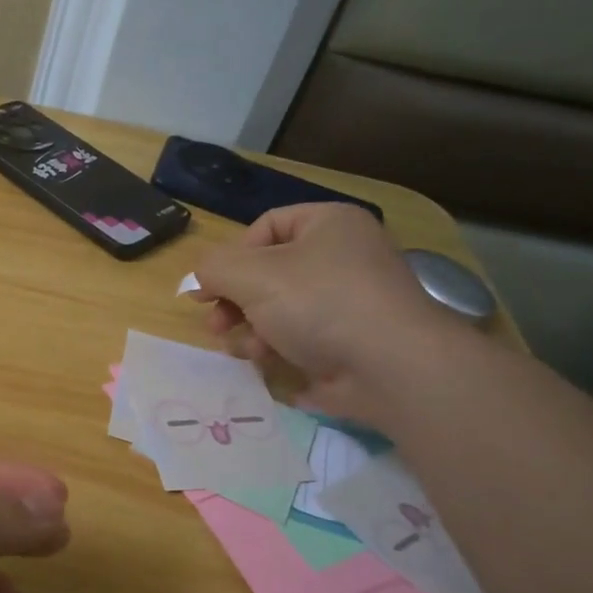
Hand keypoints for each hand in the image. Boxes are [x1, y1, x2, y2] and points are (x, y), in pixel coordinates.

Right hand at [192, 203, 467, 421]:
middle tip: (215, 324)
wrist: (392, 368)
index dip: (230, 256)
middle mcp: (344, 256)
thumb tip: (200, 278)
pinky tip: (266, 363)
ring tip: (243, 348)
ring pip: (280, 308)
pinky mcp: (352, 341)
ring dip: (251, 328)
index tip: (209, 289)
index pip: (265, 226)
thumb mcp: (250, 275)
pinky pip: (302, 336)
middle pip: (268, 272)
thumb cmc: (319, 304)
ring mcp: (351, 301)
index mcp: (329, 224)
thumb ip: (212, 268)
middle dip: (235, 301)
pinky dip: (278, 347)